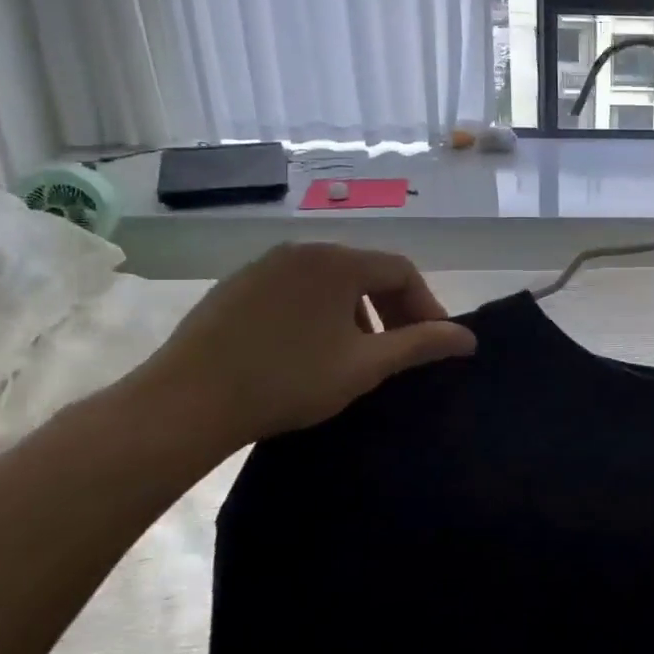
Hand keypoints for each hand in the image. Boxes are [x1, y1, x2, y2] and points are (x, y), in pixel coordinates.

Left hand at [119, 243, 475, 456]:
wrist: (184, 403)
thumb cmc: (288, 380)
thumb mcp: (366, 366)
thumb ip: (421, 345)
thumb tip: (468, 338)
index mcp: (338, 261)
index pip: (402, 271)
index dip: (426, 306)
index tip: (433, 344)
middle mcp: (302, 250)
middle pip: (367, 272)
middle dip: (393, 309)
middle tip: (400, 350)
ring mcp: (264, 266)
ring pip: (330, 281)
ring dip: (357, 312)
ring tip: (357, 354)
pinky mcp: (236, 287)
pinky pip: (296, 290)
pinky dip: (319, 313)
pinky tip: (310, 351)